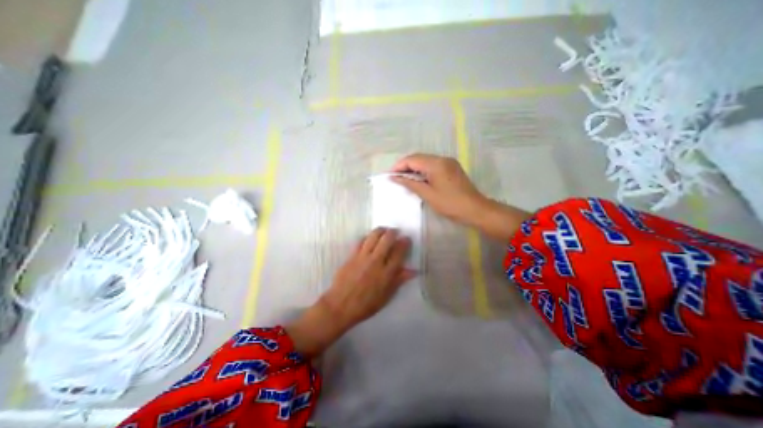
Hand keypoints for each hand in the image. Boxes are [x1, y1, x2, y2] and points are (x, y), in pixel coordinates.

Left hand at [321, 227, 415, 327]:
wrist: (340, 305)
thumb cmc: (366, 304)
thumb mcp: (386, 296)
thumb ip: (399, 280)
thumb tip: (413, 271)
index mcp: (387, 273)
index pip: (399, 252)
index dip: (404, 242)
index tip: (406, 239)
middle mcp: (376, 261)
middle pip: (387, 239)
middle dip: (393, 232)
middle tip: (395, 231)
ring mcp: (363, 257)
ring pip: (373, 236)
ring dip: (381, 230)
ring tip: (384, 230)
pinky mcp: (352, 255)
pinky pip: (361, 241)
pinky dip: (367, 236)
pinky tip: (369, 237)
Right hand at [388, 155, 530, 241]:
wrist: (475, 209)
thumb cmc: (450, 204)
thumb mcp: (427, 194)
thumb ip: (410, 183)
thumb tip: (394, 178)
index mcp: (436, 163)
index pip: (412, 159)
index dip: (399, 166)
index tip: (390, 176)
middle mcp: (442, 158)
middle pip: (419, 158)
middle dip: (405, 166)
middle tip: (396, 178)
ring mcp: (448, 162)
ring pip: (426, 161)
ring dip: (414, 168)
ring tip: (405, 180)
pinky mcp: (452, 168)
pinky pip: (433, 165)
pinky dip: (423, 171)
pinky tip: (418, 179)